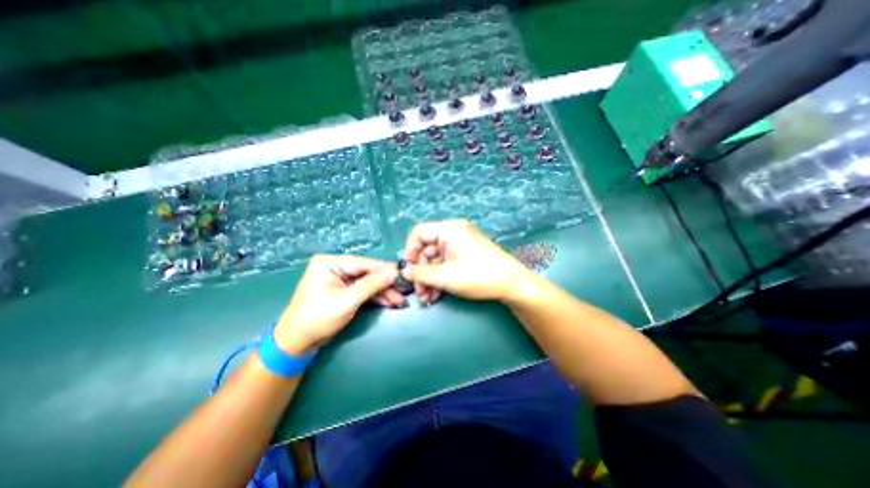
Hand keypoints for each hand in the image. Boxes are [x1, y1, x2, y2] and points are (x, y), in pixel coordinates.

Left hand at [274, 256, 400, 354]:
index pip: (363, 263)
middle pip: (366, 273)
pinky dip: (375, 297)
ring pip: (367, 282)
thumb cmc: (318, 318)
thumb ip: (372, 284)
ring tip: (399, 300)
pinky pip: (362, 290)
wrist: (297, 343)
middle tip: (403, 290)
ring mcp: (339, 279)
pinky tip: (389, 301)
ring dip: (382, 292)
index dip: (384, 269)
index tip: (402, 273)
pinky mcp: (343, 290)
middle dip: (384, 284)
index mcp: (330, 263)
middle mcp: (335, 267)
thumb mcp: (347, 300)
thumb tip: (394, 271)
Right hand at [399, 219, 529, 302]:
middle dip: (421, 271)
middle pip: (427, 248)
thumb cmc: (479, 276)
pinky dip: (440, 276)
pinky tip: (436, 293)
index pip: (419, 232)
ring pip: (435, 258)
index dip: (409, 251)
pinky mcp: (465, 254)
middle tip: (419, 292)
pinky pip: (446, 262)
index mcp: (449, 230)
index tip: (408, 271)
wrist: (512, 284)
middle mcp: (454, 232)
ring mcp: (460, 243)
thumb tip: (405, 272)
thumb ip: (421, 274)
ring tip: (427, 297)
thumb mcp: (446, 277)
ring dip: (429, 277)